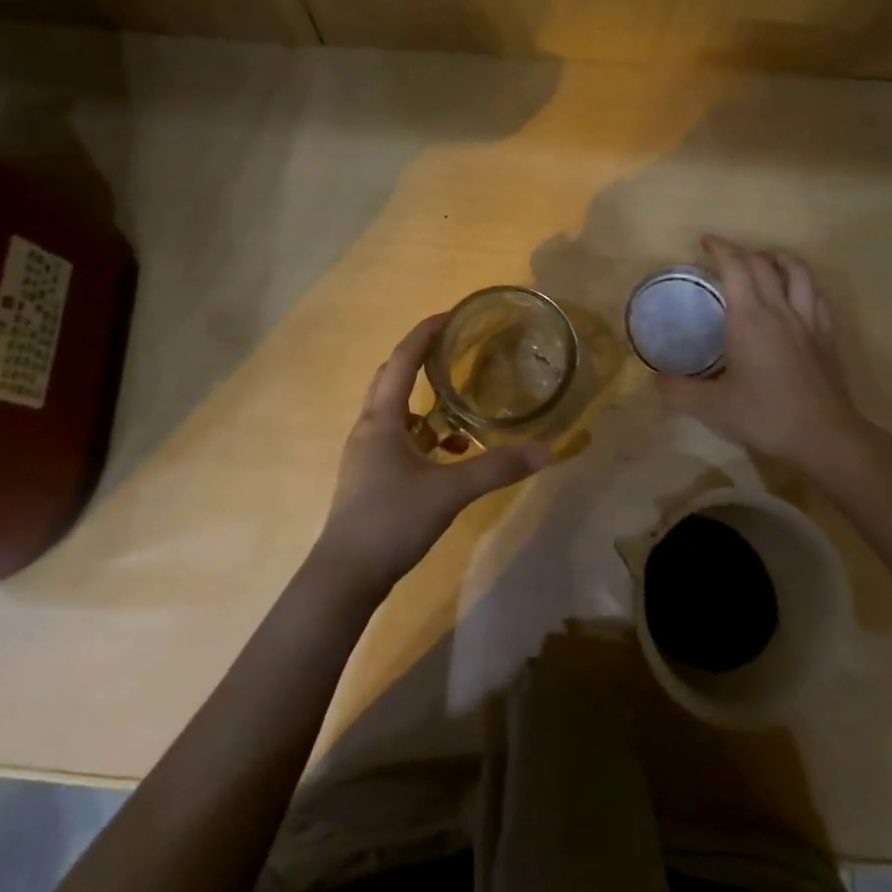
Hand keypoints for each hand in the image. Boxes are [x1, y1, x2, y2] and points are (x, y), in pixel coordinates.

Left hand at [313, 315, 552, 597]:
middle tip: (454, 349)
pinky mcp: (369, 477)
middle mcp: (369, 428)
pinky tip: (448, 456)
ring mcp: (366, 454)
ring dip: (425, 403)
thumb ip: (496, 468)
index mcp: (382, 419)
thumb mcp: (450, 491)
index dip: (424, 334)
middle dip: (421, 361)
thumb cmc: (392, 520)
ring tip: (460, 408)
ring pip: (396, 413)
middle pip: (392, 380)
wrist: (345, 576)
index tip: (449, 315)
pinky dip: (423, 436)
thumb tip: (546, 450)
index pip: (402, 361)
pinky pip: (397, 440)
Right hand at [657, 237, 869, 469]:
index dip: (720, 248)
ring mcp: (808, 320)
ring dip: (777, 258)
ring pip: (797, 271)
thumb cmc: (765, 416)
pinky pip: (816, 295)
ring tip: (763, 261)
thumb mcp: (711, 407)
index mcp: (749, 318)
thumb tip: (653, 378)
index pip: (736, 267)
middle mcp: (779, 309)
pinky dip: (801, 283)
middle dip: (741, 251)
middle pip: (763, 263)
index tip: (705, 242)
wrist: (824, 436)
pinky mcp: (826, 335)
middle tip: (724, 256)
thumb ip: (677, 391)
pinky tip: (794, 294)